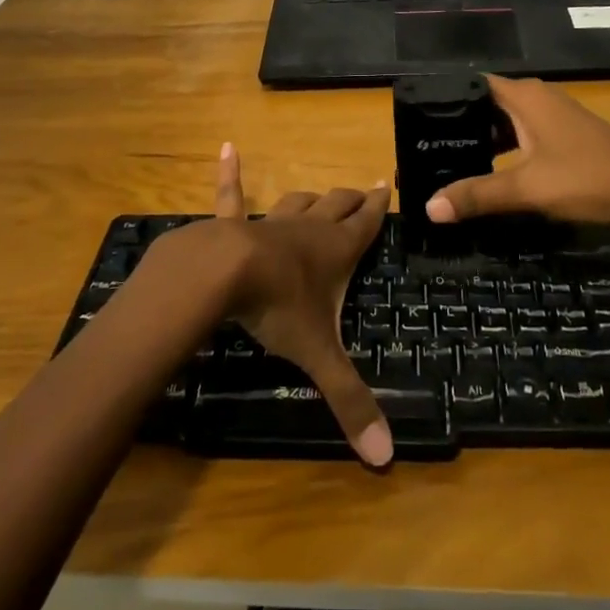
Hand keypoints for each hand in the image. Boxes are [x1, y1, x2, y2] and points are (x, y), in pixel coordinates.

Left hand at [161, 144, 393, 466]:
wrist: (222, 273)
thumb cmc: (278, 307)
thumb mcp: (318, 354)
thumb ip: (349, 401)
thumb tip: (385, 460)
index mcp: (335, 251)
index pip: (366, 224)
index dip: (379, 207)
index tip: (388, 185)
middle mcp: (308, 229)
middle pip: (337, 206)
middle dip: (353, 199)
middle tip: (365, 189)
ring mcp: (271, 222)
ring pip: (298, 202)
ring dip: (311, 197)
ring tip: (322, 192)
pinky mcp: (233, 224)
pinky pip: (232, 195)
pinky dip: (230, 175)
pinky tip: (226, 149)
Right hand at [424, 75, 609, 232]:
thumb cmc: (588, 177)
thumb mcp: (528, 188)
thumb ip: (478, 195)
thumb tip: (428, 207)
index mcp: (523, 95)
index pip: (470, 85)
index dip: (442, 98)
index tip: (413, 118)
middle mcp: (535, 97)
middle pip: (485, 104)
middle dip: (457, 124)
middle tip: (423, 146)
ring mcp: (552, 116)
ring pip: (504, 122)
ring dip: (480, 140)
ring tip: (445, 160)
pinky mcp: (563, 136)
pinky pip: (520, 135)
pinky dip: (502, 150)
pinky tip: (487, 172)